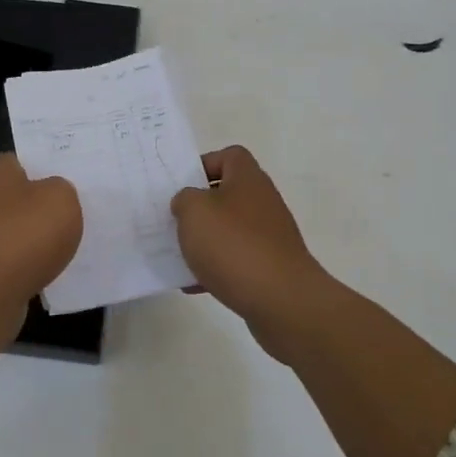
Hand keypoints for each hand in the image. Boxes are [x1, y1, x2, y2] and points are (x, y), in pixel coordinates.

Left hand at [0, 153, 80, 309]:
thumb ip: (62, 189)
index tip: (65, 171)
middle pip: (19, 195)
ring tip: (71, 239)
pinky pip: (17, 259)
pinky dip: (33, 263)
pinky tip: (55, 268)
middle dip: (42, 201)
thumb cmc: (27, 232)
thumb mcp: (62, 197)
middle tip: (76, 205)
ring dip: (39, 235)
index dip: (41, 162)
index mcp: (0, 175)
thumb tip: (54, 195)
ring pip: (19, 228)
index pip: (18, 158)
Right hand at [171, 145, 332, 357]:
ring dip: (204, 241)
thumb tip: (188, 202)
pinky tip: (193, 285)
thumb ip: (184, 199)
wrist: (281, 300)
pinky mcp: (269, 266)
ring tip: (178, 255)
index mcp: (248, 179)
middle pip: (227, 194)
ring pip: (229, 230)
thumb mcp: (194, 212)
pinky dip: (215, 269)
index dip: (204, 165)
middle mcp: (262, 202)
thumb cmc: (234, 245)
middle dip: (199, 208)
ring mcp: (269, 235)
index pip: (229, 155)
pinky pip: (236, 260)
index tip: (181, 186)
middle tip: (173, 221)